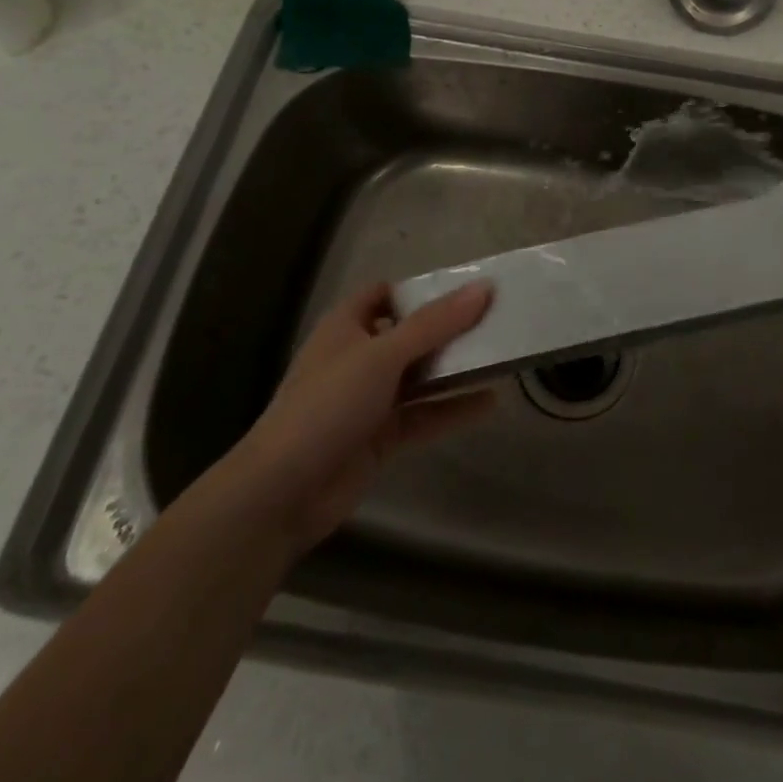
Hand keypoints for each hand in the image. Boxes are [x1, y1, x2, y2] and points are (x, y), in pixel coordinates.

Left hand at [220, 281, 496, 554]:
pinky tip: (489, 402)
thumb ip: (435, 323)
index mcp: (346, 327)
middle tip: (495, 320)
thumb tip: (485, 287)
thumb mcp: (383, 355)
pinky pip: (423, 414)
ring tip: (500, 357)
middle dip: (448, 329)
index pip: (383, 294)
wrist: (281, 494)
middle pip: (409, 334)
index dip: (418, 289)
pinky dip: (452, 408)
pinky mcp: (380, 436)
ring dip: (454, 368)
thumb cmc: (327, 406)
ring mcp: (368, 399)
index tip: (463, 288)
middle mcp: (357, 357)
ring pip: (419, 375)